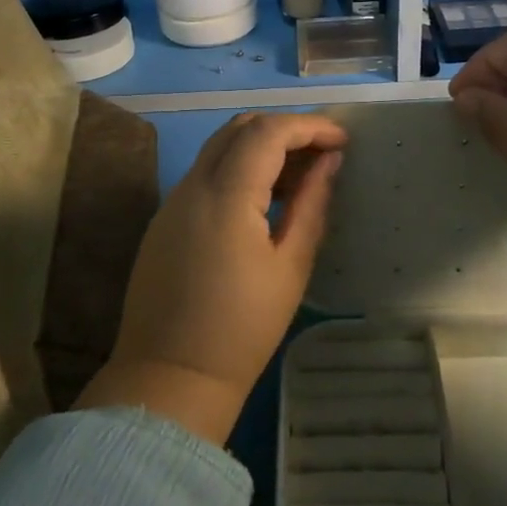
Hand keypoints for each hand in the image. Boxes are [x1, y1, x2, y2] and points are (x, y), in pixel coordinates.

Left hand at [74, 111, 347, 443]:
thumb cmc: (243, 329)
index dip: (308, 127)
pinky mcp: (164, 220)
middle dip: (284, 130)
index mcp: (225, 196)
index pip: (267, 132)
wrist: (171, 379)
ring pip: (218, 148)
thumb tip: (330, 162)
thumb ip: (312, 205)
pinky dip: (238, 169)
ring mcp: (172, 201)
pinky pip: (205, 174)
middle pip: (239, 128)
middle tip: (321, 155)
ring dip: (260, 147)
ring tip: (299, 178)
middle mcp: (192, 186)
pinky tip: (263, 201)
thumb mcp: (290, 266)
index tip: (342, 141)